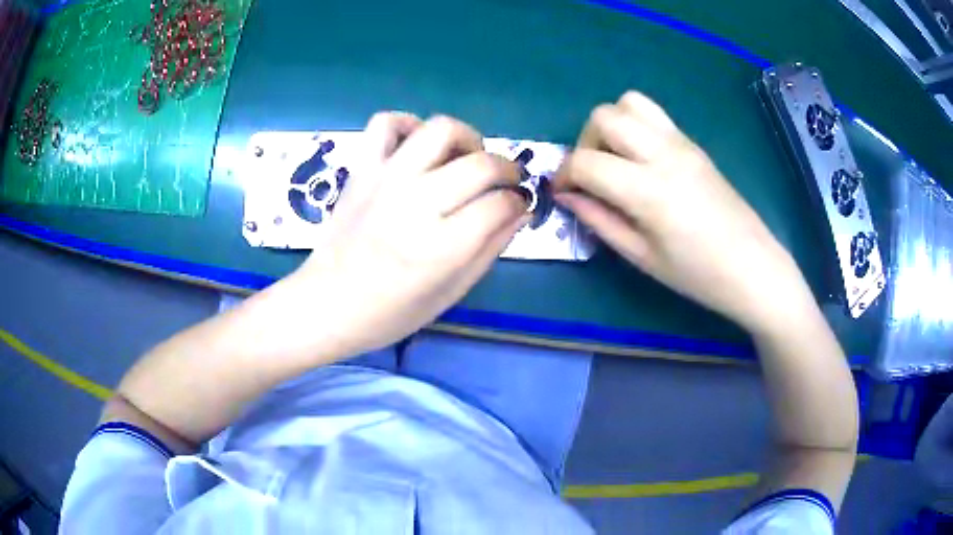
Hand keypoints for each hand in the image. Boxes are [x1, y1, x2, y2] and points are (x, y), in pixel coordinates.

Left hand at [294, 113, 528, 356]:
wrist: (326, 304)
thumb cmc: (390, 312)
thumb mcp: (451, 293)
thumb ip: (490, 249)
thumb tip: (520, 211)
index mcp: (440, 247)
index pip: (500, 204)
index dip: (519, 202)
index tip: (518, 206)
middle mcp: (416, 204)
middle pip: (481, 164)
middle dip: (508, 169)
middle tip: (505, 182)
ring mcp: (385, 180)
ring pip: (441, 130)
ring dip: (467, 138)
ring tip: (467, 157)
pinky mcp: (361, 169)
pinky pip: (386, 123)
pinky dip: (408, 125)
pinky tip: (418, 148)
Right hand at [554, 92, 812, 333]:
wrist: (753, 267)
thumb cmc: (697, 274)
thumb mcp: (642, 257)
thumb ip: (599, 220)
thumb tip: (568, 196)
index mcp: (648, 190)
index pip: (587, 161)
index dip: (564, 175)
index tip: (563, 192)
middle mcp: (663, 154)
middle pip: (605, 116)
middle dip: (585, 141)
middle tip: (591, 174)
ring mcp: (682, 143)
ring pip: (630, 103)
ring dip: (611, 125)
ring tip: (616, 158)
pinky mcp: (694, 144)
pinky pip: (654, 115)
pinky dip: (635, 126)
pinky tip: (641, 160)